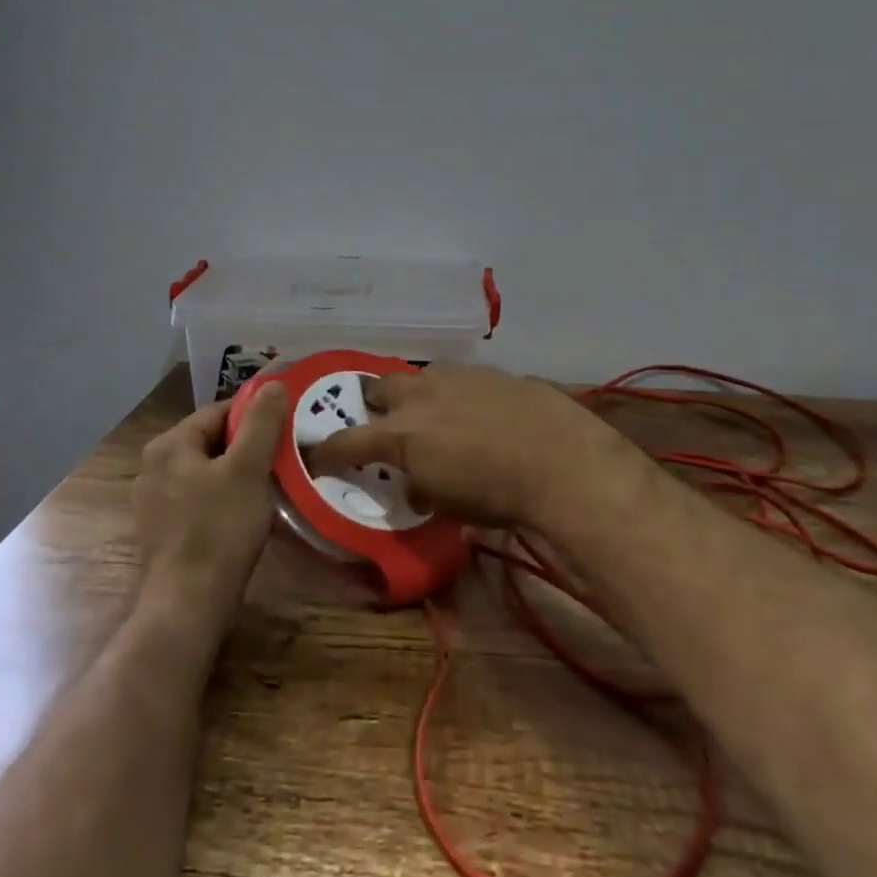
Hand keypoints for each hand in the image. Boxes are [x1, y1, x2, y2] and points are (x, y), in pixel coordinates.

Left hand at [132, 382, 290, 627]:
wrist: (187, 606)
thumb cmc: (218, 530)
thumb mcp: (247, 470)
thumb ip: (261, 423)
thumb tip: (272, 383)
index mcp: (168, 445)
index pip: (219, 412)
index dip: (255, 417)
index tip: (286, 429)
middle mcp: (153, 466)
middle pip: (212, 441)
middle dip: (248, 447)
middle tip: (284, 458)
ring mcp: (154, 501)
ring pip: (207, 472)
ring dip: (239, 474)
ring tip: (272, 486)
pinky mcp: (163, 530)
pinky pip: (200, 499)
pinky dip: (224, 499)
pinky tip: (247, 515)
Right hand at [305, 364, 647, 530]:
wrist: (560, 460)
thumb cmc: (498, 494)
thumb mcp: (447, 504)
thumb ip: (419, 488)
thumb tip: (413, 483)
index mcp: (401, 434)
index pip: (346, 442)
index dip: (326, 452)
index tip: (316, 456)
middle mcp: (419, 397)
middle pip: (378, 388)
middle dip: (373, 404)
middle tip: (382, 423)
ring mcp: (454, 377)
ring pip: (419, 377)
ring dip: (416, 395)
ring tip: (432, 414)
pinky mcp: (487, 371)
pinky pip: (456, 378)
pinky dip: (453, 393)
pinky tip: (474, 410)